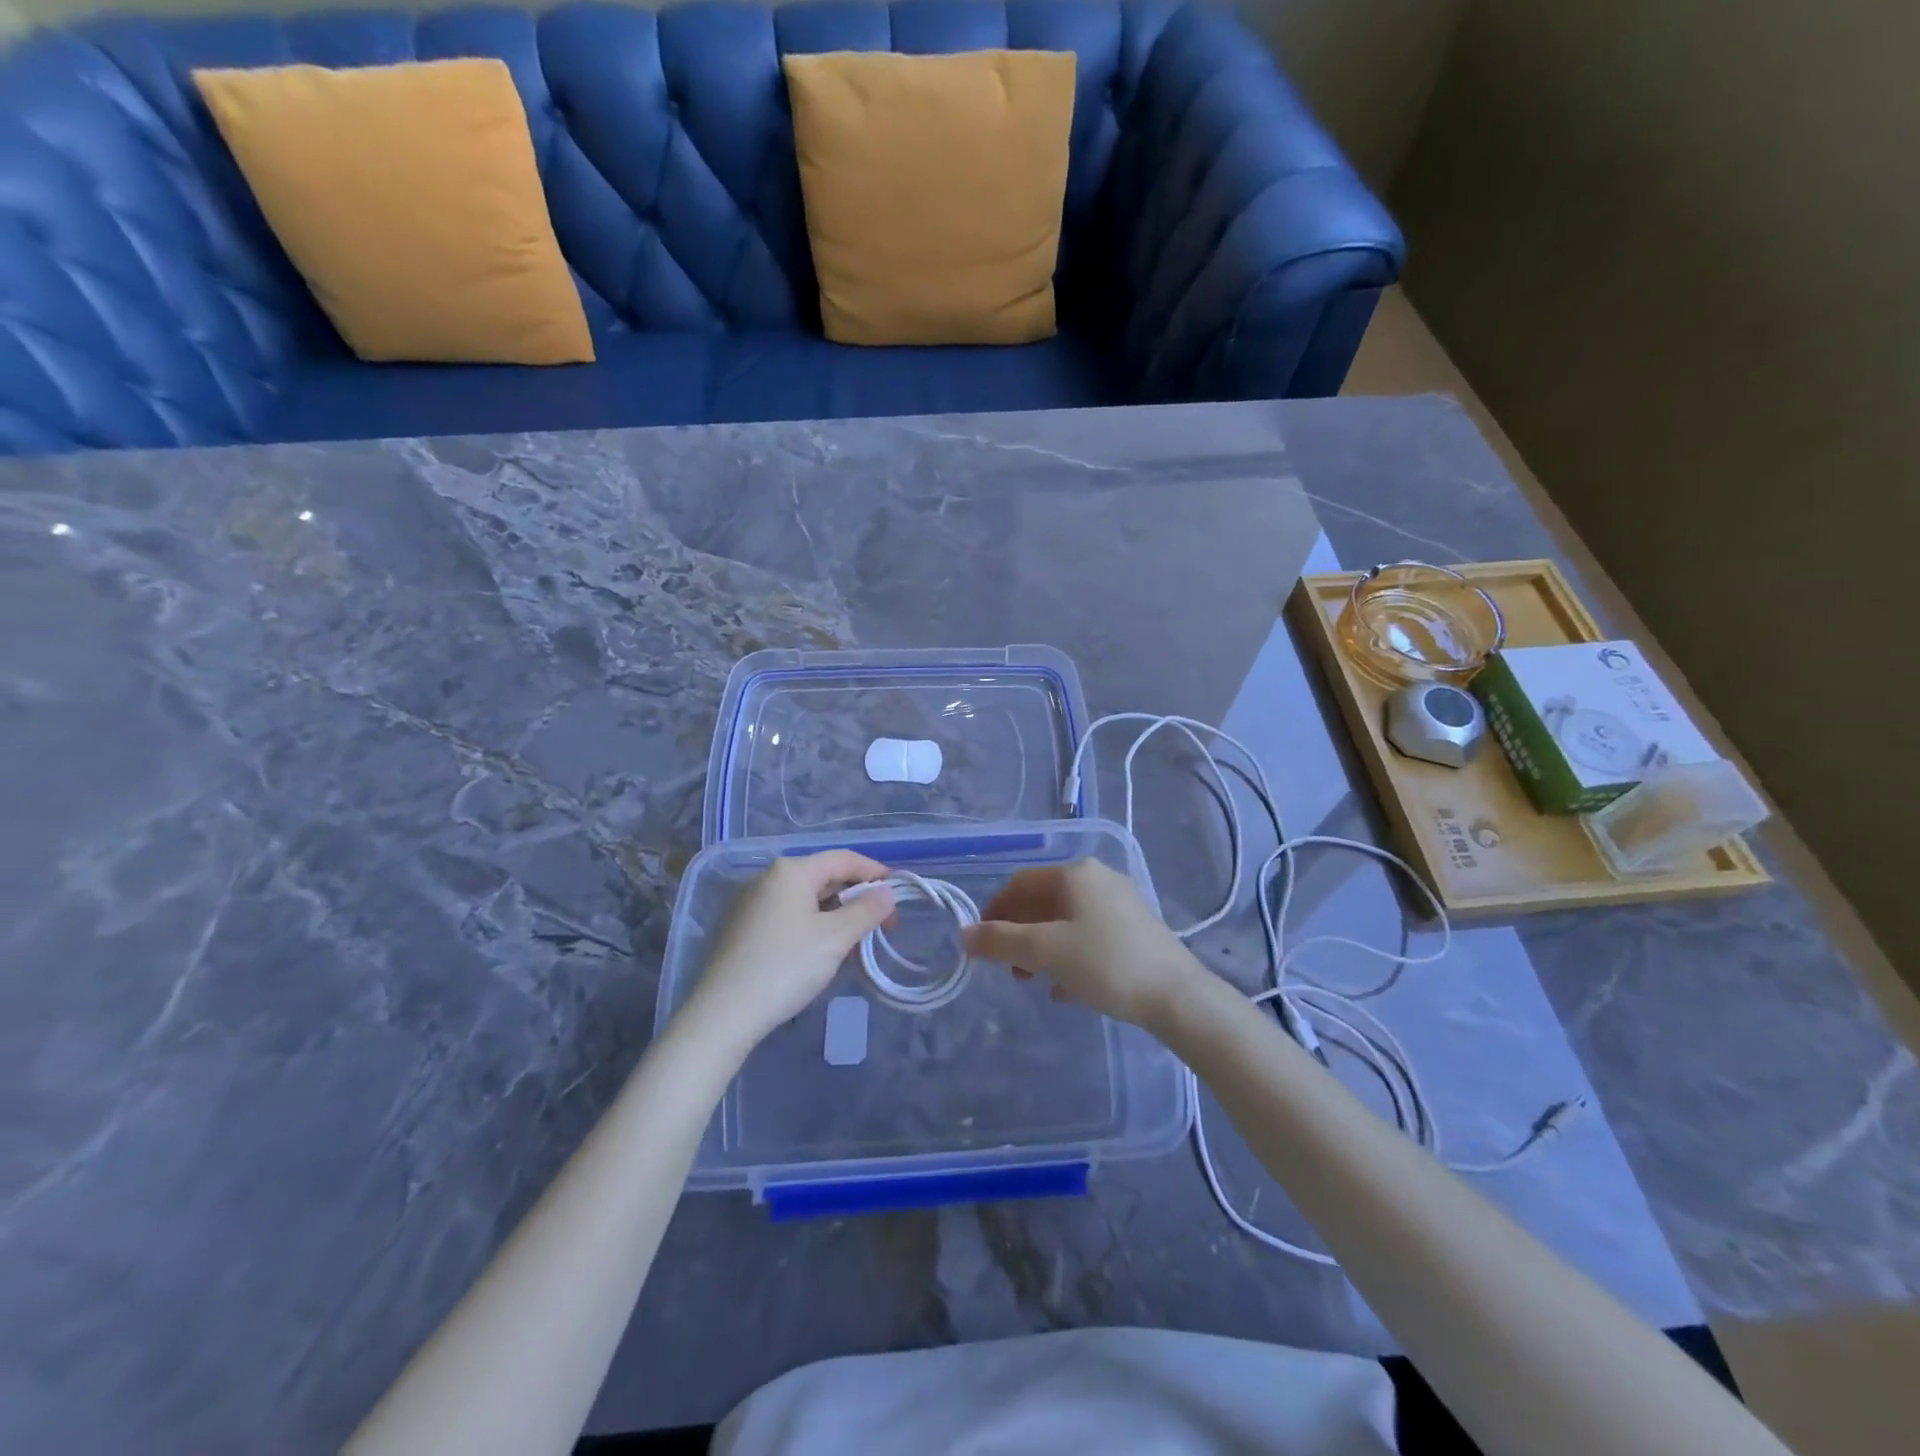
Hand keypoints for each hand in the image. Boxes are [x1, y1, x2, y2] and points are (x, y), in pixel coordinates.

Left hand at [683, 851, 895, 1051]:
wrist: (724, 1014)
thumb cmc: (786, 966)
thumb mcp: (835, 938)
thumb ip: (867, 911)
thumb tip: (888, 893)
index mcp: (791, 871)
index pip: (843, 859)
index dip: (874, 872)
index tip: (898, 894)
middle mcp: (768, 878)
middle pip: (824, 877)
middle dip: (856, 898)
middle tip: (882, 925)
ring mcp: (751, 903)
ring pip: (806, 900)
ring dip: (836, 916)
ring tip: (857, 944)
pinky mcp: (743, 929)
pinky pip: (789, 916)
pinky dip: (813, 927)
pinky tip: (823, 953)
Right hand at [963, 859, 1205, 1030]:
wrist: (1178, 997)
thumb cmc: (1105, 964)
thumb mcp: (1045, 952)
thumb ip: (1000, 941)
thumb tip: (964, 934)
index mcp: (1075, 874)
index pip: (1020, 883)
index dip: (995, 910)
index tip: (982, 943)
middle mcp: (1098, 878)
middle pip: (1043, 902)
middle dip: (1019, 934)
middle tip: (1009, 969)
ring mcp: (1121, 903)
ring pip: (1066, 921)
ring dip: (1043, 949)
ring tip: (1035, 982)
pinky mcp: (1136, 929)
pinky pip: (1090, 936)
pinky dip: (1070, 956)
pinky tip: (1067, 990)